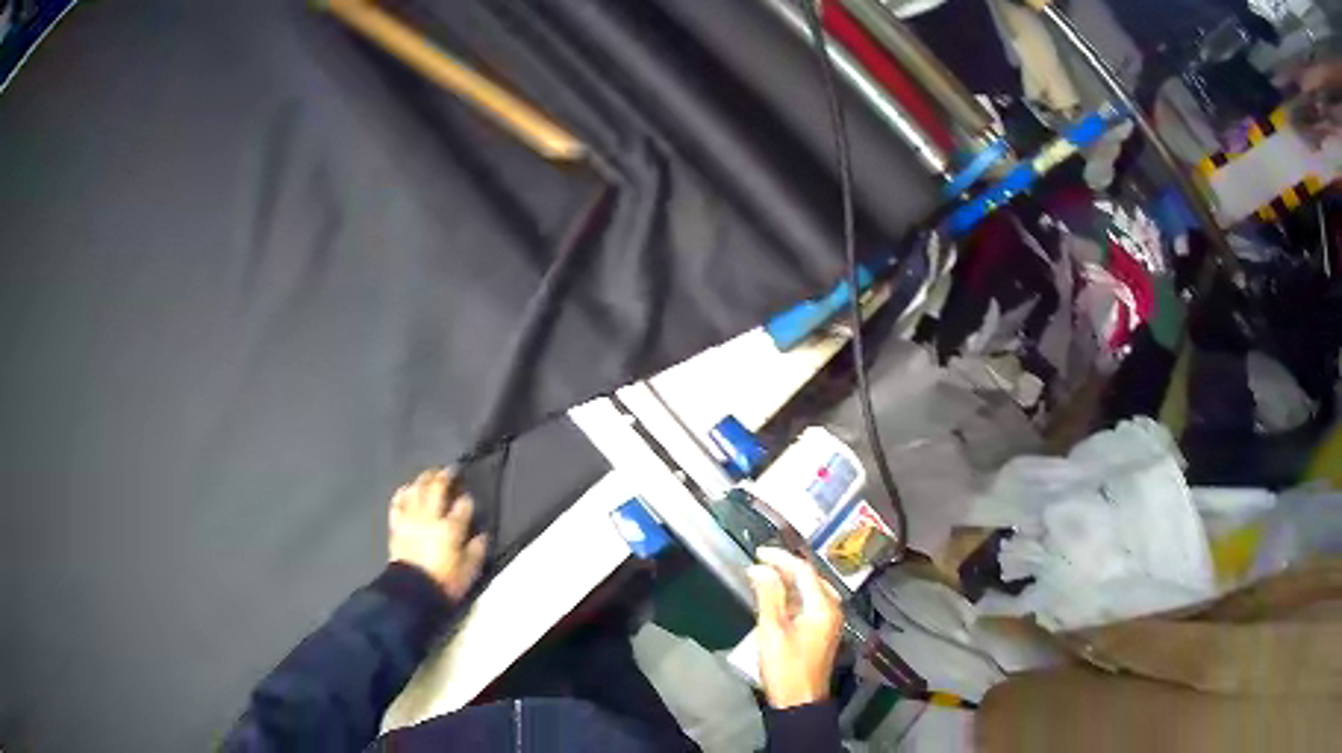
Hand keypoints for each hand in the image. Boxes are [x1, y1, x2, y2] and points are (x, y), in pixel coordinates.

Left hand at [388, 468, 487, 600]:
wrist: (412, 592)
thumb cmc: (444, 582)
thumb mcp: (469, 571)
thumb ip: (477, 550)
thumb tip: (482, 535)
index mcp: (451, 527)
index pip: (463, 505)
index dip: (467, 499)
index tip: (469, 497)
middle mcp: (430, 517)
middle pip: (437, 488)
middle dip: (445, 476)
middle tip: (451, 469)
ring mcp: (411, 519)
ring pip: (416, 490)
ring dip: (423, 479)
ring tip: (430, 474)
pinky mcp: (397, 526)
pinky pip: (397, 503)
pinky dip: (402, 493)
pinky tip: (406, 489)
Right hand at [747, 547, 842, 709]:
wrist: (799, 701)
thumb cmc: (786, 667)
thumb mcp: (772, 630)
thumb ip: (768, 596)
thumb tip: (760, 568)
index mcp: (823, 606)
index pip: (804, 571)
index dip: (781, 558)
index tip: (758, 552)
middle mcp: (831, 609)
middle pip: (810, 578)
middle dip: (786, 567)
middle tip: (760, 561)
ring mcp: (828, 621)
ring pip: (810, 591)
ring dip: (789, 581)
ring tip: (765, 575)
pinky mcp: (821, 632)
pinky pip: (808, 603)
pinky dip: (792, 596)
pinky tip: (776, 598)